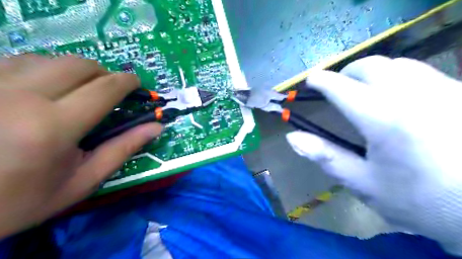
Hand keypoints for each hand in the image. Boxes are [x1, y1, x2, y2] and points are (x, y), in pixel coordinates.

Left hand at [0, 55, 160, 238]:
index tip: (137, 84)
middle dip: (103, 74)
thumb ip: (123, 149)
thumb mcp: (83, 181)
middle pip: (78, 65)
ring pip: (49, 59)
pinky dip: (44, 70)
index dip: (127, 82)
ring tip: (78, 91)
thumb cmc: (23, 199)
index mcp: (53, 127)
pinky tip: (44, 89)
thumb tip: (156, 127)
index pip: (104, 89)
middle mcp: (19, 97)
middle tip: (110, 91)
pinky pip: (18, 60)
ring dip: (75, 72)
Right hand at [287, 55, 461, 254]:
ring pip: (397, 65)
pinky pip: (420, 72)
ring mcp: (443, 89)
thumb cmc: (417, 200)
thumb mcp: (362, 183)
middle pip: (369, 66)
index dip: (321, 81)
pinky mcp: (461, 92)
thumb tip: (292, 138)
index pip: (341, 88)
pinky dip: (397, 77)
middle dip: (346, 73)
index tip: (310, 81)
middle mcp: (412, 95)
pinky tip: (397, 97)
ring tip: (363, 91)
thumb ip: (325, 156)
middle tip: (337, 89)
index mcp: (382, 119)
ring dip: (371, 73)